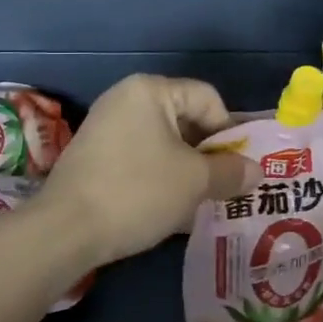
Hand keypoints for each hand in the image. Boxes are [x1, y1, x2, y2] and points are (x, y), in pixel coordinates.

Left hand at [36, 75, 261, 266]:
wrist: (65, 231)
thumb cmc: (137, 192)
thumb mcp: (195, 181)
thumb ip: (231, 172)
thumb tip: (257, 171)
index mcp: (149, 91)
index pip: (207, 98)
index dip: (230, 131)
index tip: (238, 167)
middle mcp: (125, 100)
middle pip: (185, 120)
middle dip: (209, 154)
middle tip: (224, 187)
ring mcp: (105, 128)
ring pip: (164, 144)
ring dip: (187, 171)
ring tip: (201, 202)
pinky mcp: (94, 157)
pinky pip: (141, 160)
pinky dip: (161, 179)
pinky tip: (171, 210)